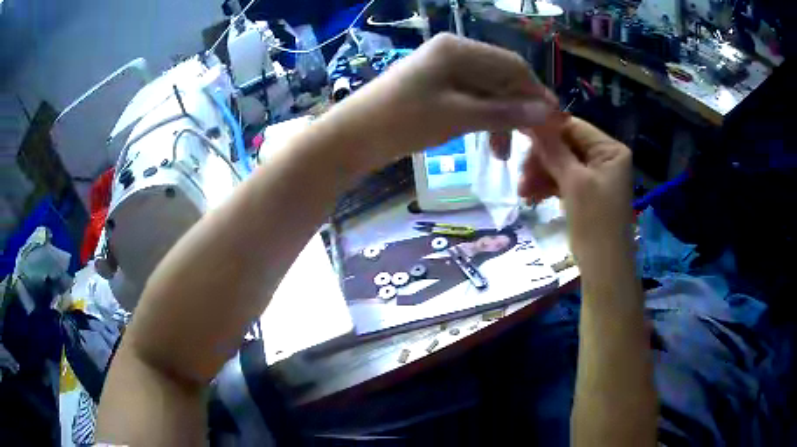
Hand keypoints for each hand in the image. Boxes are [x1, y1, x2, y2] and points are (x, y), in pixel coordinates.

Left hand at [321, 33, 556, 169]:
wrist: (353, 137)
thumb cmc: (403, 122)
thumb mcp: (459, 116)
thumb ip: (504, 112)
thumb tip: (547, 112)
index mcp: (458, 49)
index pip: (512, 66)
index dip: (536, 93)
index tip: (555, 121)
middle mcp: (454, 51)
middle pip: (501, 77)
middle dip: (519, 109)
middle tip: (536, 139)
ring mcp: (444, 68)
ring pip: (488, 91)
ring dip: (501, 118)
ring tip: (505, 153)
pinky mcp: (437, 86)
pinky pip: (471, 98)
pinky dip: (483, 119)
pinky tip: (488, 142)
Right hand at [517, 116, 633, 260]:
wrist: (603, 267)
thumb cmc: (595, 222)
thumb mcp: (574, 182)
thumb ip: (553, 150)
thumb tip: (531, 120)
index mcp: (610, 150)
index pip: (573, 127)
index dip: (546, 130)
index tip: (519, 136)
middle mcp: (604, 157)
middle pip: (565, 145)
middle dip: (541, 159)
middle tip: (521, 175)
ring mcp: (594, 174)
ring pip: (560, 163)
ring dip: (540, 174)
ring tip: (522, 192)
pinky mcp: (585, 190)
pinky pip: (562, 179)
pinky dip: (547, 186)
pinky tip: (531, 196)